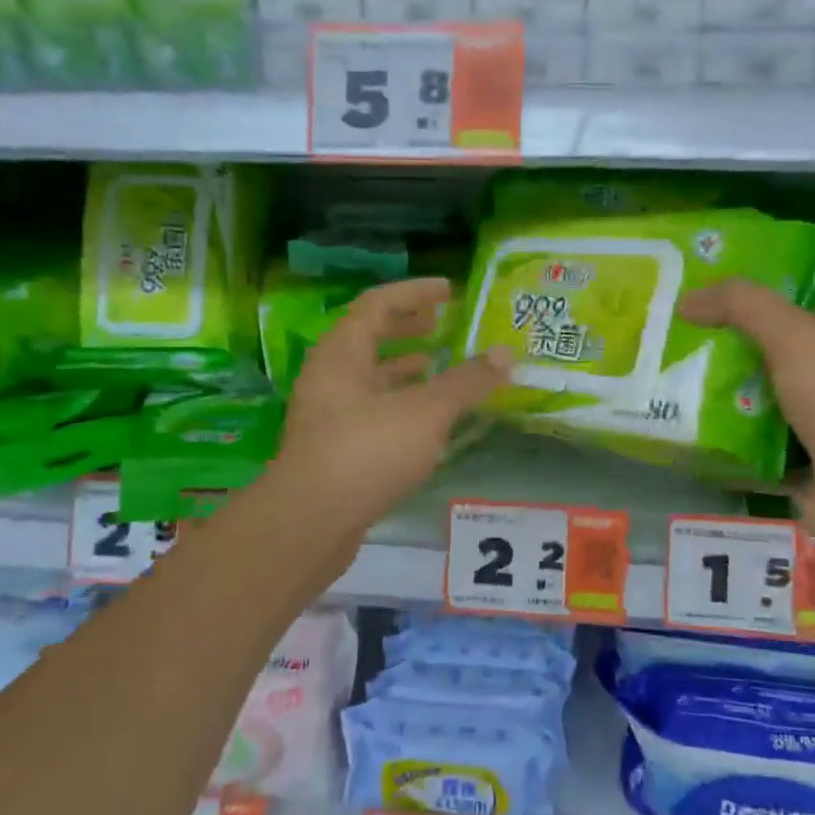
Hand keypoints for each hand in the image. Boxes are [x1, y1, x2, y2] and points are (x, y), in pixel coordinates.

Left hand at [275, 277, 509, 540]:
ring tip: (438, 366)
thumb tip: (505, 354)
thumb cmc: (366, 452)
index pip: (378, 303)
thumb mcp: (425, 412)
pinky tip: (426, 419)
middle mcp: (329, 375)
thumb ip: (466, 382)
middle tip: (443, 326)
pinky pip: (371, 408)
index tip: (449, 291)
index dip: (415, 292)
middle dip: (408, 327)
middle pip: (370, 337)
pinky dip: (400, 402)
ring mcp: (327, 413)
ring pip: (370, 376)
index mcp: (342, 352)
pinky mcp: (333, 447)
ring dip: (404, 367)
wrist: (310, 523)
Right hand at [678, 279, 814, 559]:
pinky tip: (691, 444)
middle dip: (735, 366)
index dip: (758, 316)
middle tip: (683, 358)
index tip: (708, 317)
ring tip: (676, 397)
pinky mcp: (809, 479)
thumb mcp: (796, 338)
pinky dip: (730, 454)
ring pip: (768, 415)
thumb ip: (744, 307)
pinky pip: (759, 459)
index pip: (802, 323)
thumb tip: (688, 300)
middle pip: (780, 369)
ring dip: (729, 411)